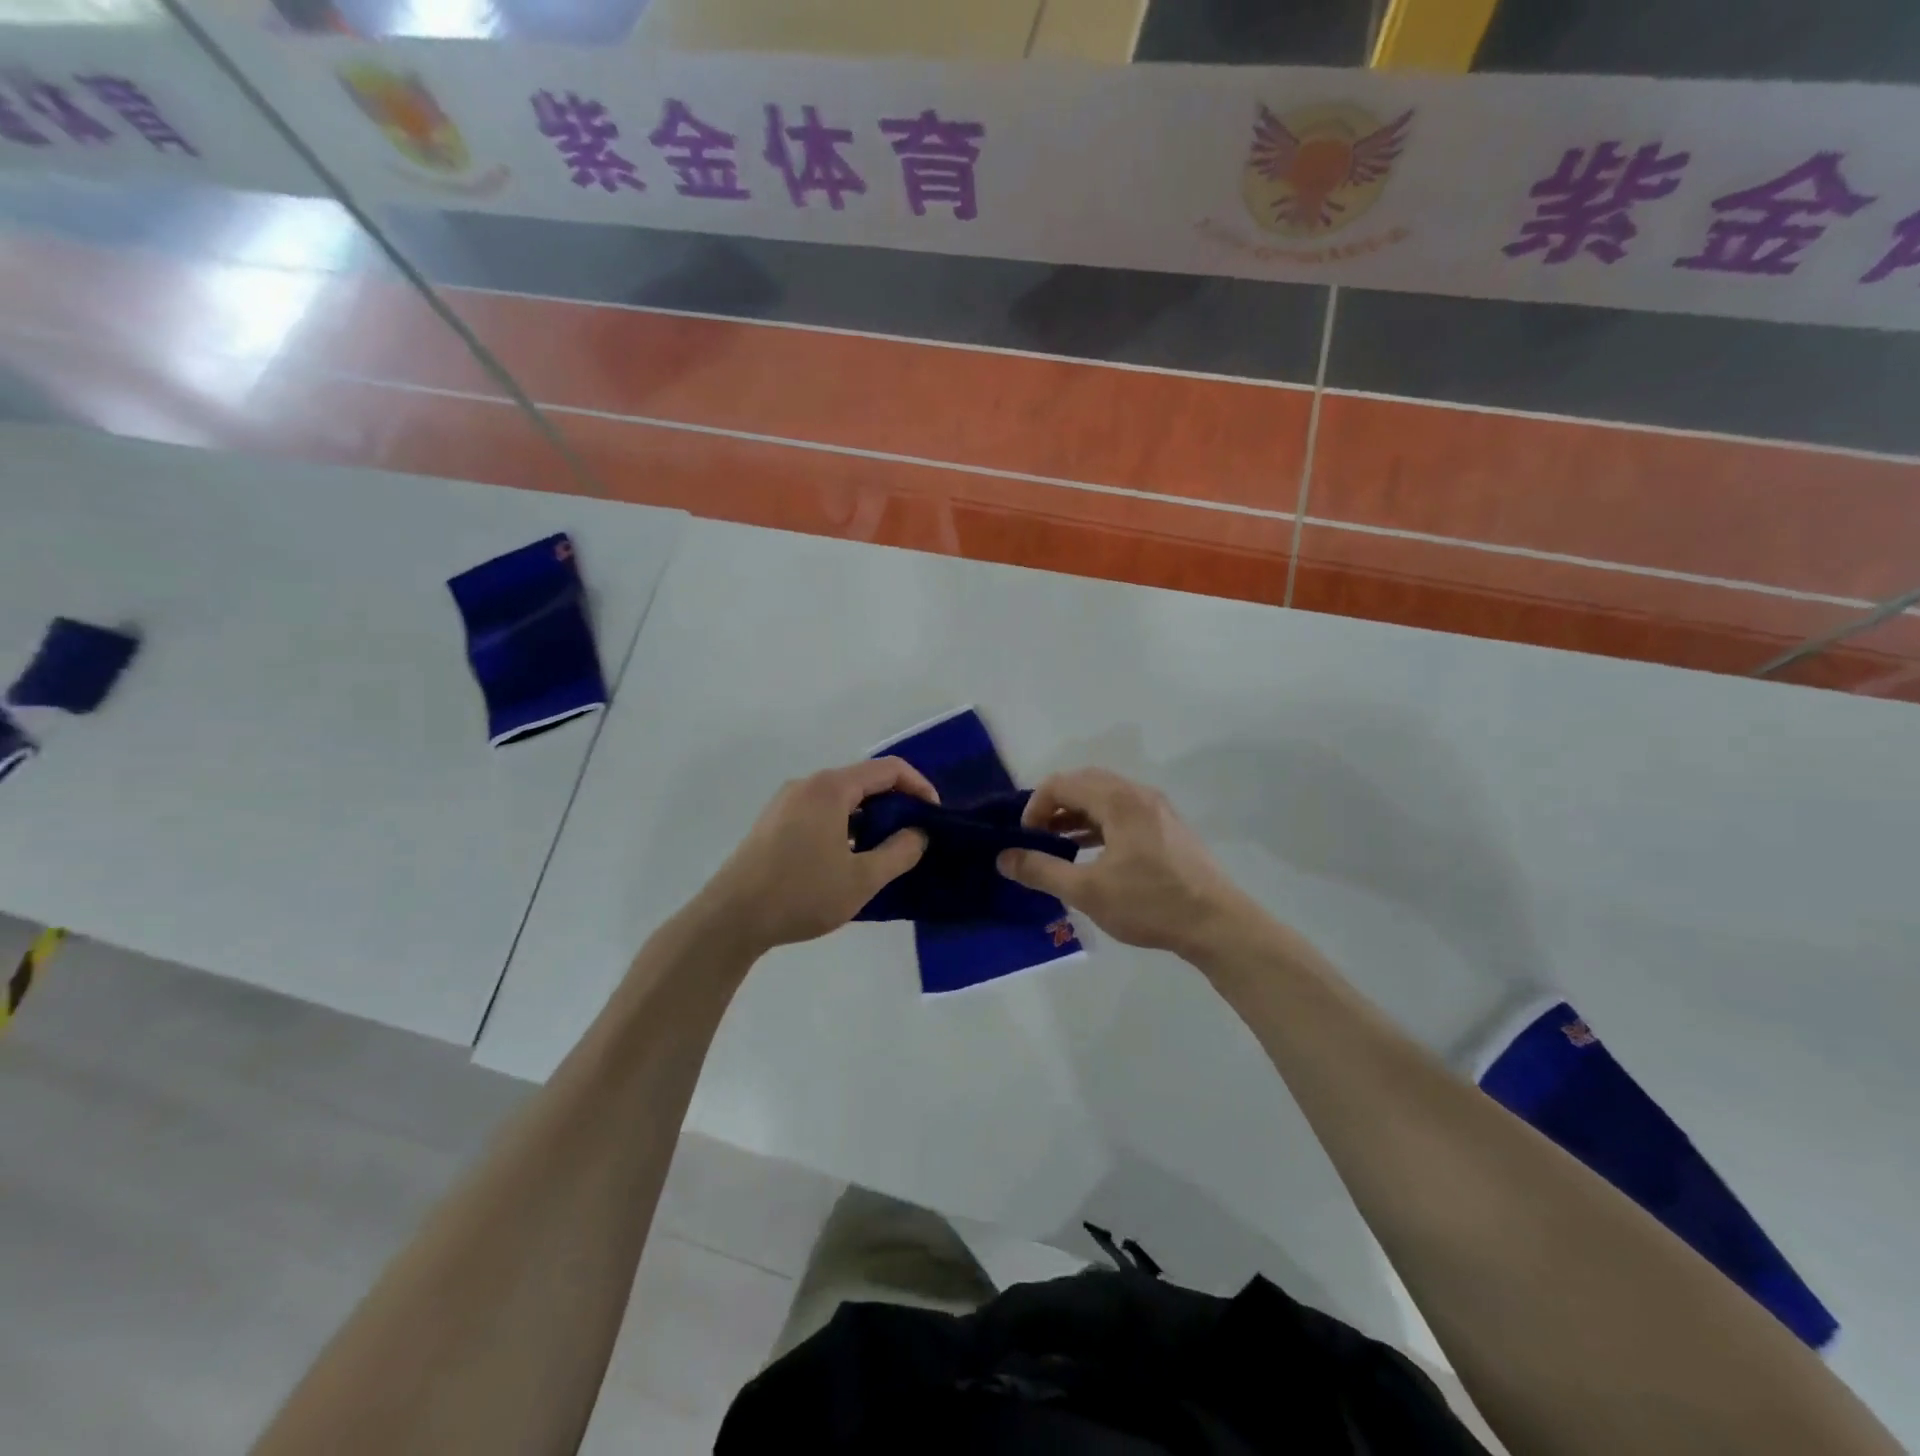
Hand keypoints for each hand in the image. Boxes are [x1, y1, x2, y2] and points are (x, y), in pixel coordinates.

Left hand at [694, 758, 936, 955]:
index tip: (935, 814)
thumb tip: (918, 833)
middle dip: (895, 802)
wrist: (731, 918)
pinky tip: (848, 857)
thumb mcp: (862, 879)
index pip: (888, 769)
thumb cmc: (802, 894)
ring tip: (885, 849)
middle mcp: (807, 785)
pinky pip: (820, 811)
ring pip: (841, 798)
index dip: (919, 786)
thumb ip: (899, 852)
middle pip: (863, 780)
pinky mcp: (773, 822)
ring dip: (869, 816)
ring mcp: (785, 802)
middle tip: (914, 834)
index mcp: (830, 788)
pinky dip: (844, 824)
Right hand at [996, 768, 1260, 960]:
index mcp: (1118, 800)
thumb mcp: (1087, 891)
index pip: (1062, 784)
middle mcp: (1138, 794)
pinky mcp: (1167, 828)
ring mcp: (1156, 809)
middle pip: (1083, 784)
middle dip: (1054, 807)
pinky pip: (1122, 813)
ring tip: (1057, 847)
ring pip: (1104, 799)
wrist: (1217, 923)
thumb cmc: (1149, 903)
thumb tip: (1003, 858)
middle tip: (1037, 839)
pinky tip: (1091, 855)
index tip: (1025, 839)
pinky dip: (1098, 825)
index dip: (1035, 806)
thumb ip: (1041, 870)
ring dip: (1076, 816)